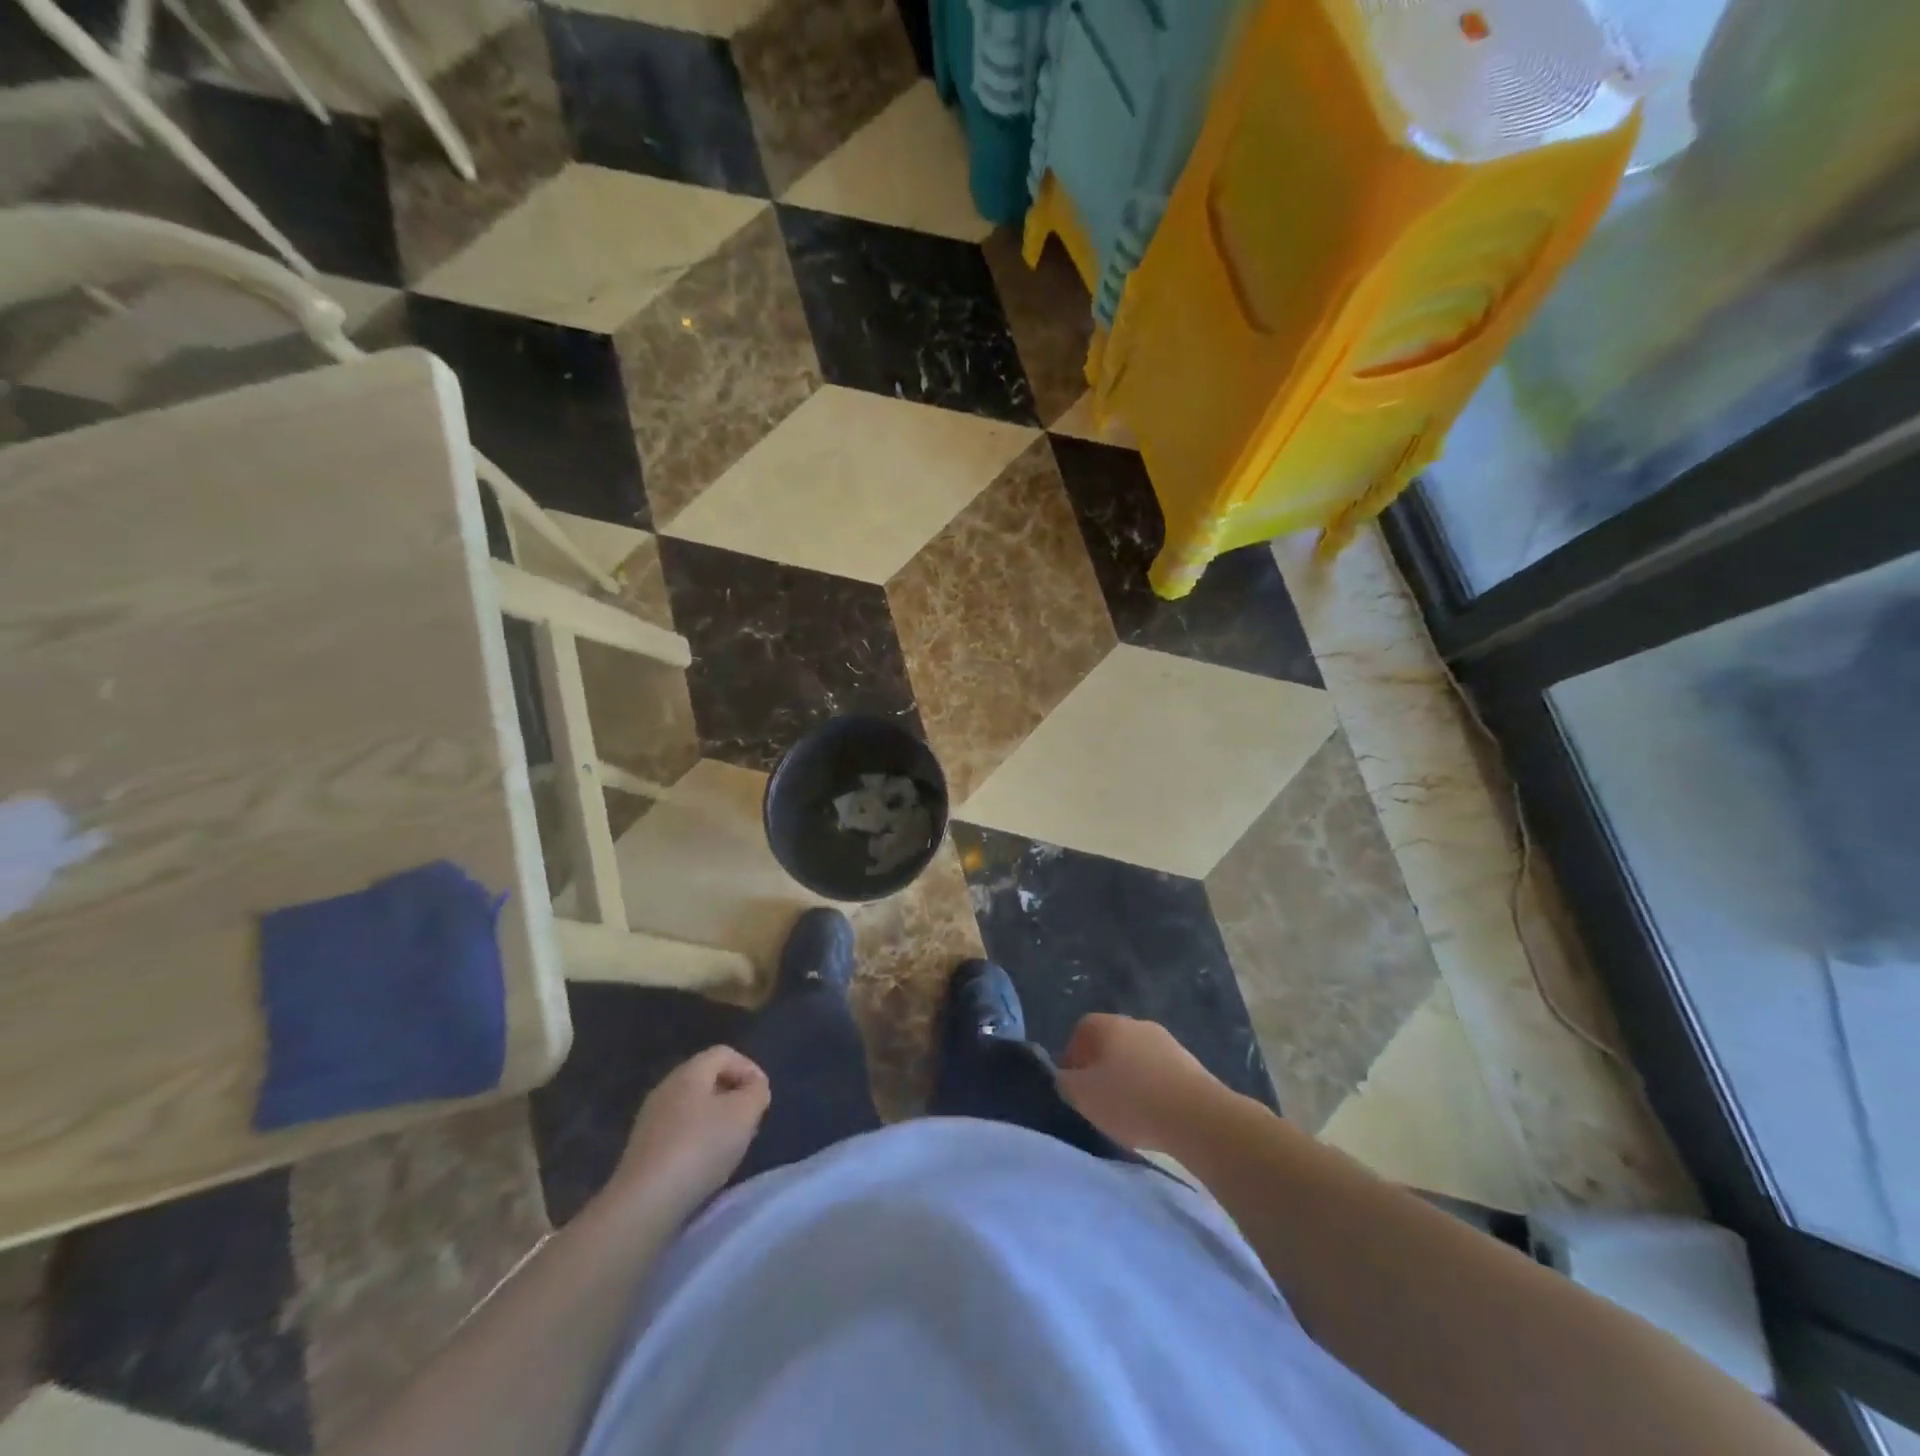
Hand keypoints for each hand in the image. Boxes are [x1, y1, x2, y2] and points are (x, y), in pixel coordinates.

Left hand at [605, 1047, 769, 1218]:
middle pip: (707, 1079)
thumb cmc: (700, 1148)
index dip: (749, 1069)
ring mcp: (650, 1120)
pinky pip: (678, 1133)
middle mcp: (666, 1088)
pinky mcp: (642, 1151)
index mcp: (689, 1072)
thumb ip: (756, 1092)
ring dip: (716, 1121)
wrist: (644, 1204)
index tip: (762, 1097)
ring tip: (731, 1147)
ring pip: (693, 1108)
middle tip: (750, 1122)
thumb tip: (754, 1087)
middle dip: (733, 1096)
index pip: (725, 1053)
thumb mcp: (744, 1114)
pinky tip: (704, 1166)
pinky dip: (697, 1142)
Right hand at [1056, 1014, 1224, 1152]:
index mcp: (1108, 1025)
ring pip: (1136, 1057)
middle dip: (1101, 1068)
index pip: (1081, 1030)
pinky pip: (1159, 1072)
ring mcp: (1166, 1041)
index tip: (1074, 1086)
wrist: (1196, 1116)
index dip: (1073, 1057)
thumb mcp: (1082, 1096)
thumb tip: (1066, 1076)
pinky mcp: (1189, 1063)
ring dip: (1129, 1078)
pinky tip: (1154, 1114)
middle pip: (1110, 1042)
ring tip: (1128, 1112)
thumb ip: (1065, 1082)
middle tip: (1099, 1100)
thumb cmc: (1130, 1101)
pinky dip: (1152, 1088)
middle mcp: (1136, 1024)